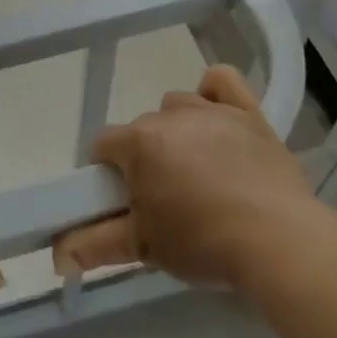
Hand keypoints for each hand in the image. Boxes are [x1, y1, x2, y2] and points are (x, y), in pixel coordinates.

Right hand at [53, 65, 313, 289]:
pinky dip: (214, 93)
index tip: (127, 202)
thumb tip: (56, 256)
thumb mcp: (144, 247)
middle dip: (147, 159)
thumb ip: (95, 245)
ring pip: (177, 107)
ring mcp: (211, 110)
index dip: (110, 174)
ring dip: (178, 132)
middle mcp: (169, 115)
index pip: (104, 146)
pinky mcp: (248, 112)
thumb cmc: (204, 243)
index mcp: (139, 142)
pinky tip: (216, 117)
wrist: (280, 241)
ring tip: (199, 172)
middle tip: (168, 200)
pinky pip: (221, 81)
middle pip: (143, 130)